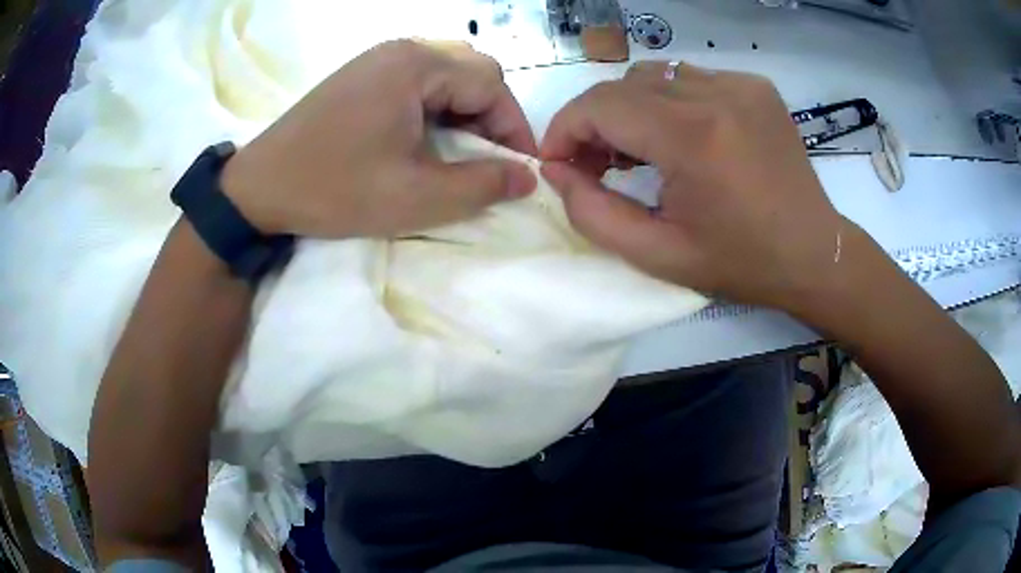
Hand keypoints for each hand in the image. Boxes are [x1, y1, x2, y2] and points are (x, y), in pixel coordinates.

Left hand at [221, 40, 537, 237]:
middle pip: (472, 71)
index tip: (519, 170)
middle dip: (491, 117)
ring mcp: (378, 59)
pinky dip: (435, 107)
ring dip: (464, 111)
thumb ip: (481, 186)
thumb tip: (526, 178)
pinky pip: (417, 80)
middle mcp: (401, 49)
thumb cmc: (335, 190)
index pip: (492, 83)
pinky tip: (424, 137)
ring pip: (446, 74)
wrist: (259, 188)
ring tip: (458, 152)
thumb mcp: (415, 197)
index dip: (514, 128)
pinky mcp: (362, 74)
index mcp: (416, 65)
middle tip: (487, 160)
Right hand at [539, 61, 844, 311]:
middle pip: (623, 85)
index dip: (565, 128)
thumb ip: (593, 213)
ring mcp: (741, 84)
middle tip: (596, 164)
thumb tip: (556, 171)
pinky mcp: (755, 86)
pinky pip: (690, 79)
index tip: (558, 161)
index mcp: (694, 139)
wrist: (814, 253)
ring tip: (639, 151)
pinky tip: (682, 138)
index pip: (600, 104)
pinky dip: (669, 103)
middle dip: (595, 121)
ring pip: (654, 76)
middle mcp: (717, 95)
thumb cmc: (741, 263)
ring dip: (631, 109)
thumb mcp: (658, 255)